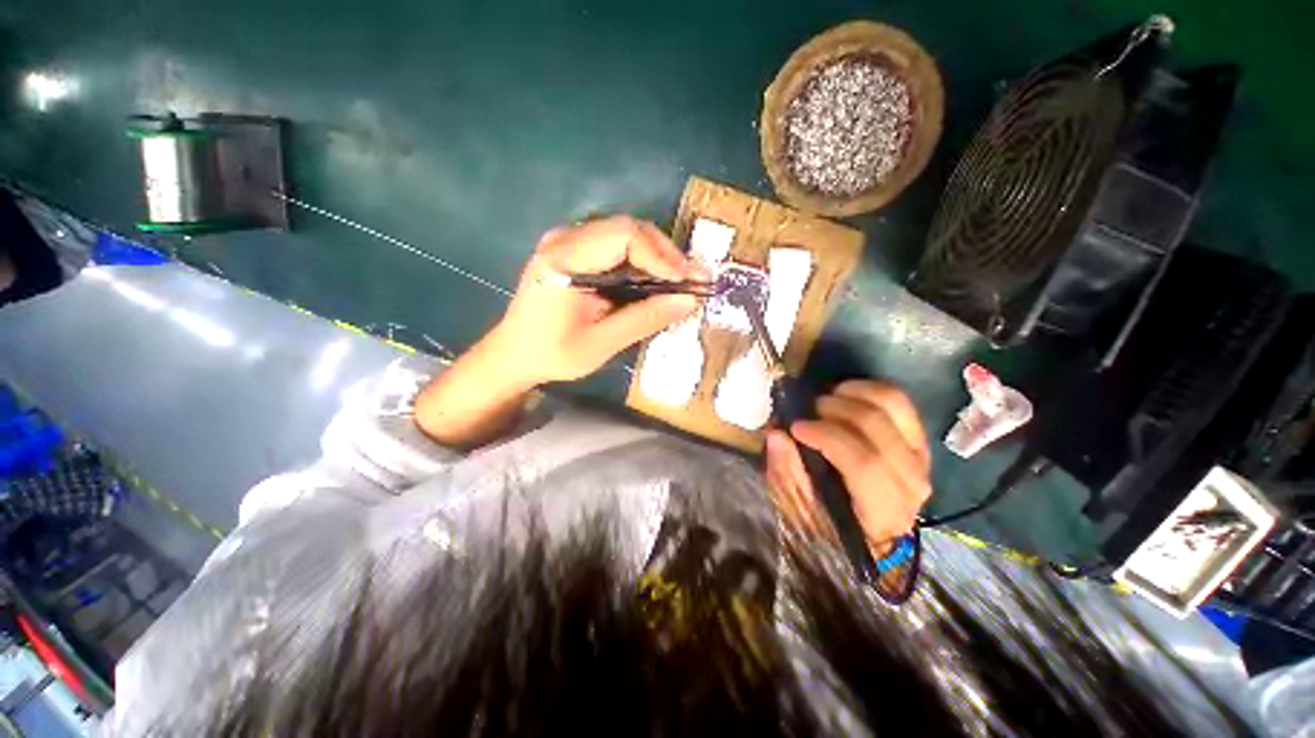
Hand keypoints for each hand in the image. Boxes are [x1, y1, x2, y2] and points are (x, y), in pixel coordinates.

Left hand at [491, 216, 701, 386]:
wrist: (514, 354)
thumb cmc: (552, 353)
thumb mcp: (602, 343)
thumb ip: (645, 319)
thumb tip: (689, 301)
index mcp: (564, 258)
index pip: (624, 235)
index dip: (662, 255)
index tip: (687, 282)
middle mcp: (566, 239)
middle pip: (629, 229)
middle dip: (665, 255)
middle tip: (691, 282)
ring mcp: (569, 241)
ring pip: (626, 235)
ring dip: (657, 258)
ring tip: (681, 284)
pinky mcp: (575, 251)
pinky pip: (617, 247)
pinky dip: (642, 263)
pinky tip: (656, 282)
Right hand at [765, 381, 930, 550]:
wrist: (870, 529)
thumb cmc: (829, 523)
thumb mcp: (799, 510)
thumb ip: (787, 474)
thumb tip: (777, 435)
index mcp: (883, 512)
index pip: (865, 464)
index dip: (827, 437)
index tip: (795, 426)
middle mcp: (911, 483)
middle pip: (877, 428)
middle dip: (836, 410)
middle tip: (808, 411)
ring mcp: (920, 458)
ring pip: (893, 407)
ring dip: (853, 394)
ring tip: (827, 400)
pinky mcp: (918, 440)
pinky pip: (900, 402)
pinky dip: (869, 389)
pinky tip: (845, 395)